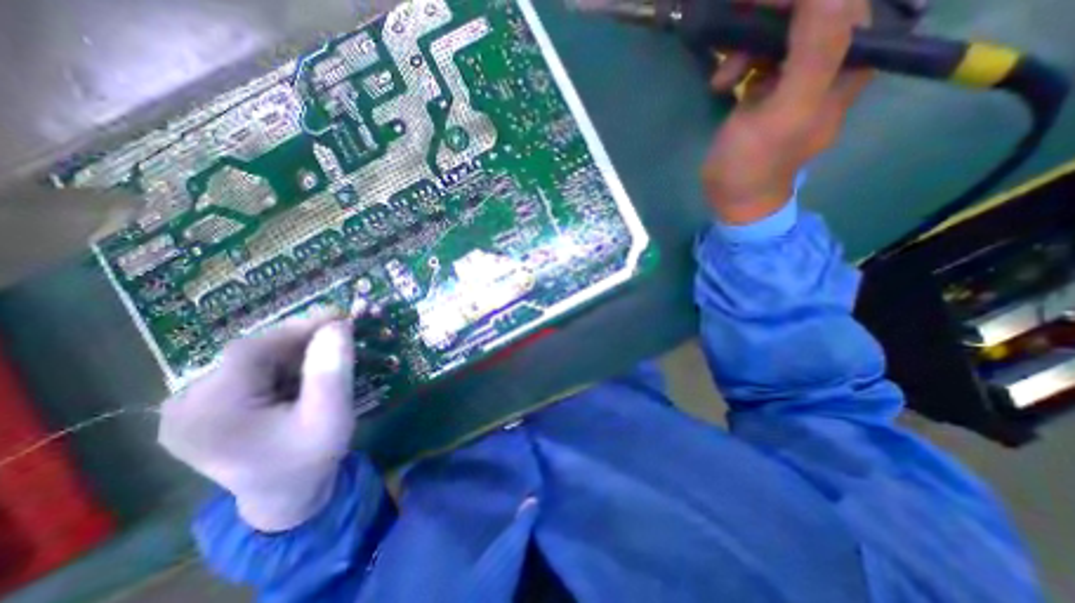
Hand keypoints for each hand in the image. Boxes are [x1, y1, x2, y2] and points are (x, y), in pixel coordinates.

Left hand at [157, 311, 356, 532]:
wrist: (286, 495)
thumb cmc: (311, 458)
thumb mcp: (330, 416)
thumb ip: (332, 371)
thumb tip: (337, 325)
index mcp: (211, 414)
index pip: (252, 351)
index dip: (299, 328)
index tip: (340, 316)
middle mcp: (184, 406)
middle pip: (251, 354)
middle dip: (300, 342)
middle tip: (340, 336)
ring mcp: (187, 407)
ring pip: (252, 359)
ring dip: (293, 353)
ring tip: (326, 359)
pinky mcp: (201, 407)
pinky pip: (248, 370)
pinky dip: (281, 365)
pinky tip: (302, 375)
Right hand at [707, 0, 871, 223]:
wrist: (733, 197)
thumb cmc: (757, 163)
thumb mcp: (785, 114)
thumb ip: (815, 53)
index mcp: (850, 64)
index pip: (842, 2)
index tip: (758, 2)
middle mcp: (830, 63)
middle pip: (811, 12)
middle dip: (771, 14)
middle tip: (736, 18)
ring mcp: (797, 76)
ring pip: (782, 32)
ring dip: (748, 44)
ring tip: (723, 75)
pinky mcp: (769, 90)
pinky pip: (760, 58)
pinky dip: (739, 64)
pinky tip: (721, 83)